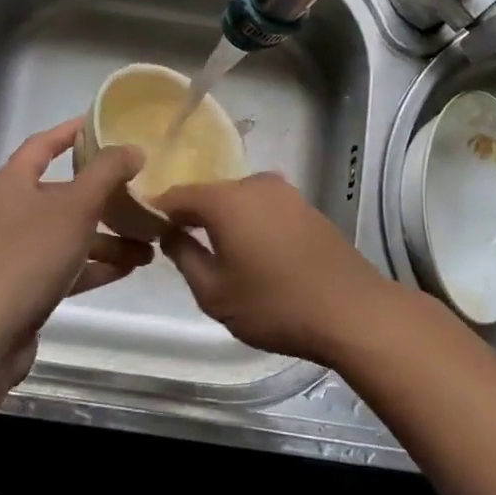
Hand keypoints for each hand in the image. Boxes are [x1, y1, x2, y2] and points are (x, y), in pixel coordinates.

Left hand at [0, 118, 151, 384]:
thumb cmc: (30, 257)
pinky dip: (94, 264)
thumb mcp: (76, 207)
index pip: (43, 144)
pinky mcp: (22, 284)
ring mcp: (14, 250)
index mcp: (12, 183)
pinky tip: (129, 268)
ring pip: (68, 232)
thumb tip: (132, 149)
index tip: (103, 124)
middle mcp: (9, 211)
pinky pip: (65, 264)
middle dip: (105, 197)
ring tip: (149, 243)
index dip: (72, 131)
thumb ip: (107, 173)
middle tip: (141, 193)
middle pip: (63, 192)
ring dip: (107, 236)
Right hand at [158, 172, 397, 364]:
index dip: (157, 211)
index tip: (143, 231)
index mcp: (226, 199)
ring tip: (217, 254)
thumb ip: (183, 256)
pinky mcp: (307, 207)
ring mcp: (286, 193)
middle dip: (192, 216)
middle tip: (178, 247)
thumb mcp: (214, 292)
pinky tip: (253, 252)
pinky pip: (264, 208)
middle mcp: (256, 184)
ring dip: (224, 220)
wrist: (352, 310)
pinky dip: (250, 223)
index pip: (177, 195)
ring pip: (239, 201)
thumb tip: (169, 233)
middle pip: (210, 194)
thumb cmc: (274, 304)